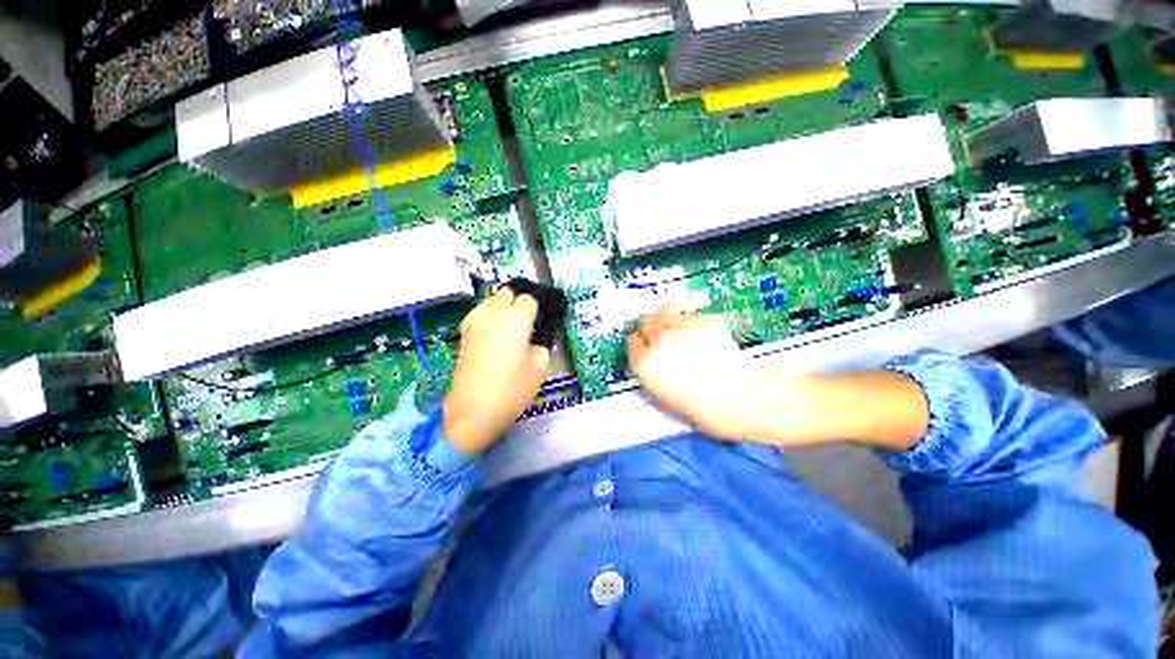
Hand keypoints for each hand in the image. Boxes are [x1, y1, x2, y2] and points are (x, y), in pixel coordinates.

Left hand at [443, 288, 551, 454]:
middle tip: (526, 323)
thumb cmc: (511, 389)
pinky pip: (480, 313)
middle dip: (518, 302)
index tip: (540, 323)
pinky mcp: (463, 332)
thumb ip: (542, 346)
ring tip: (509, 328)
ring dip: (502, 307)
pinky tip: (493, 335)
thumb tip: (533, 340)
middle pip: (507, 293)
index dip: (537, 310)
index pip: (529, 299)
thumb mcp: (540, 368)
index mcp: (516, 318)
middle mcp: (494, 313)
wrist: (472, 410)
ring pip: (491, 300)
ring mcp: (474, 321)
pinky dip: (489, 317)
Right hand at [628, 305, 929, 447]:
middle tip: (665, 336)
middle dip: (653, 328)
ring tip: (684, 334)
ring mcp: (682, 328)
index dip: (641, 344)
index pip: (633, 342)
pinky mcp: (704, 320)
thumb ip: (652, 372)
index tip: (647, 345)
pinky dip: (694, 324)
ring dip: (671, 322)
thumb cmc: (704, 409)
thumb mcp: (666, 396)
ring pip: (667, 314)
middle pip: (647, 322)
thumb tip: (650, 358)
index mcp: (646, 364)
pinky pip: (691, 317)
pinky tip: (706, 338)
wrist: (744, 399)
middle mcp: (660, 341)